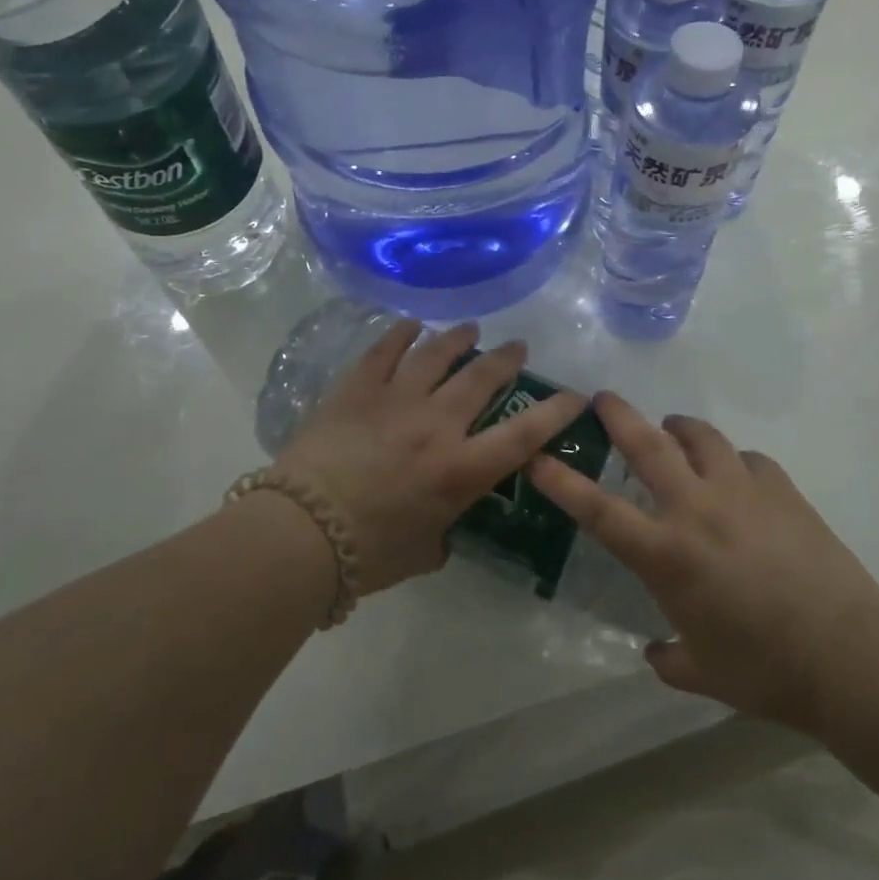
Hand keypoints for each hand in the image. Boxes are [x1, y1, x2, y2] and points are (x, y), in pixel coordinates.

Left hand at [277, 319, 587, 594]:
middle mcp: (437, 424)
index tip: (576, 395)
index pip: (524, 434)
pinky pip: (384, 351)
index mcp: (461, 470)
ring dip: (459, 338)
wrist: (302, 532)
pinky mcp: (357, 389)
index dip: (556, 412)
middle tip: (516, 347)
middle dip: (506, 358)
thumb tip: (442, 527)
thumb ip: (443, 532)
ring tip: (470, 329)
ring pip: (437, 354)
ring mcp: (396, 400)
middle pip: (482, 378)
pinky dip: (401, 334)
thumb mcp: (424, 551)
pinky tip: (411, 326)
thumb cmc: (369, 553)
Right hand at [530, 392, 878, 733]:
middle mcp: (696, 509)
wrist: (849, 655)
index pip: (598, 510)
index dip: (561, 481)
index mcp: (666, 555)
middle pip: (647, 445)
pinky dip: (733, 461)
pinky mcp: (782, 489)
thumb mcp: (704, 674)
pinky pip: (748, 459)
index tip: (537, 456)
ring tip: (673, 431)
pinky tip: (737, 475)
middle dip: (618, 415)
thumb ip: (670, 659)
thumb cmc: (766, 670)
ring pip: (700, 437)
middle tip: (601, 397)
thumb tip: (655, 653)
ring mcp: (742, 491)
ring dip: (678, 428)